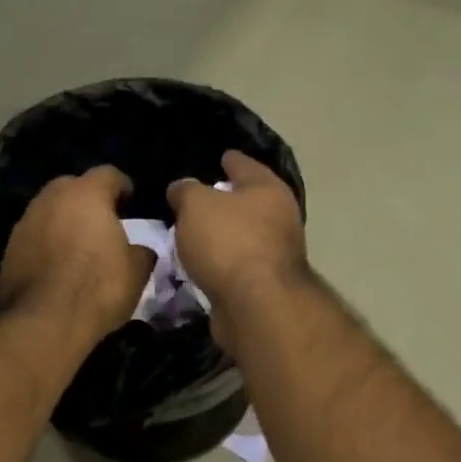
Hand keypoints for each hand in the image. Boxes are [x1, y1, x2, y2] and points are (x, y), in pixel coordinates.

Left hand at [0, 166, 151, 343]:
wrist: (44, 321)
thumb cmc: (98, 288)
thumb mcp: (137, 271)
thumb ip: (142, 250)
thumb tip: (140, 248)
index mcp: (87, 194)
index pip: (109, 174)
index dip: (123, 187)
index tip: (131, 202)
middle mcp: (52, 197)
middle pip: (74, 186)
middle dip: (89, 200)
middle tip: (103, 222)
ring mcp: (26, 220)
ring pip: (50, 210)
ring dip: (64, 220)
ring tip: (78, 244)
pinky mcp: (9, 247)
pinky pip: (35, 235)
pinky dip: (46, 242)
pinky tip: (56, 264)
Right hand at [167, 151, 307, 356]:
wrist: (255, 305)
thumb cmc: (228, 242)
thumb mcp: (196, 205)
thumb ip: (186, 191)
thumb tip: (181, 189)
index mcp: (268, 189)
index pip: (245, 165)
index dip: (231, 159)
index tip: (221, 156)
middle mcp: (279, 218)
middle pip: (248, 202)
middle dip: (226, 200)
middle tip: (197, 199)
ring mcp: (274, 254)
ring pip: (242, 236)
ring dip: (222, 235)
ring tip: (192, 233)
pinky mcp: (264, 285)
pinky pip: (236, 265)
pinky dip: (221, 263)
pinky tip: (201, 264)